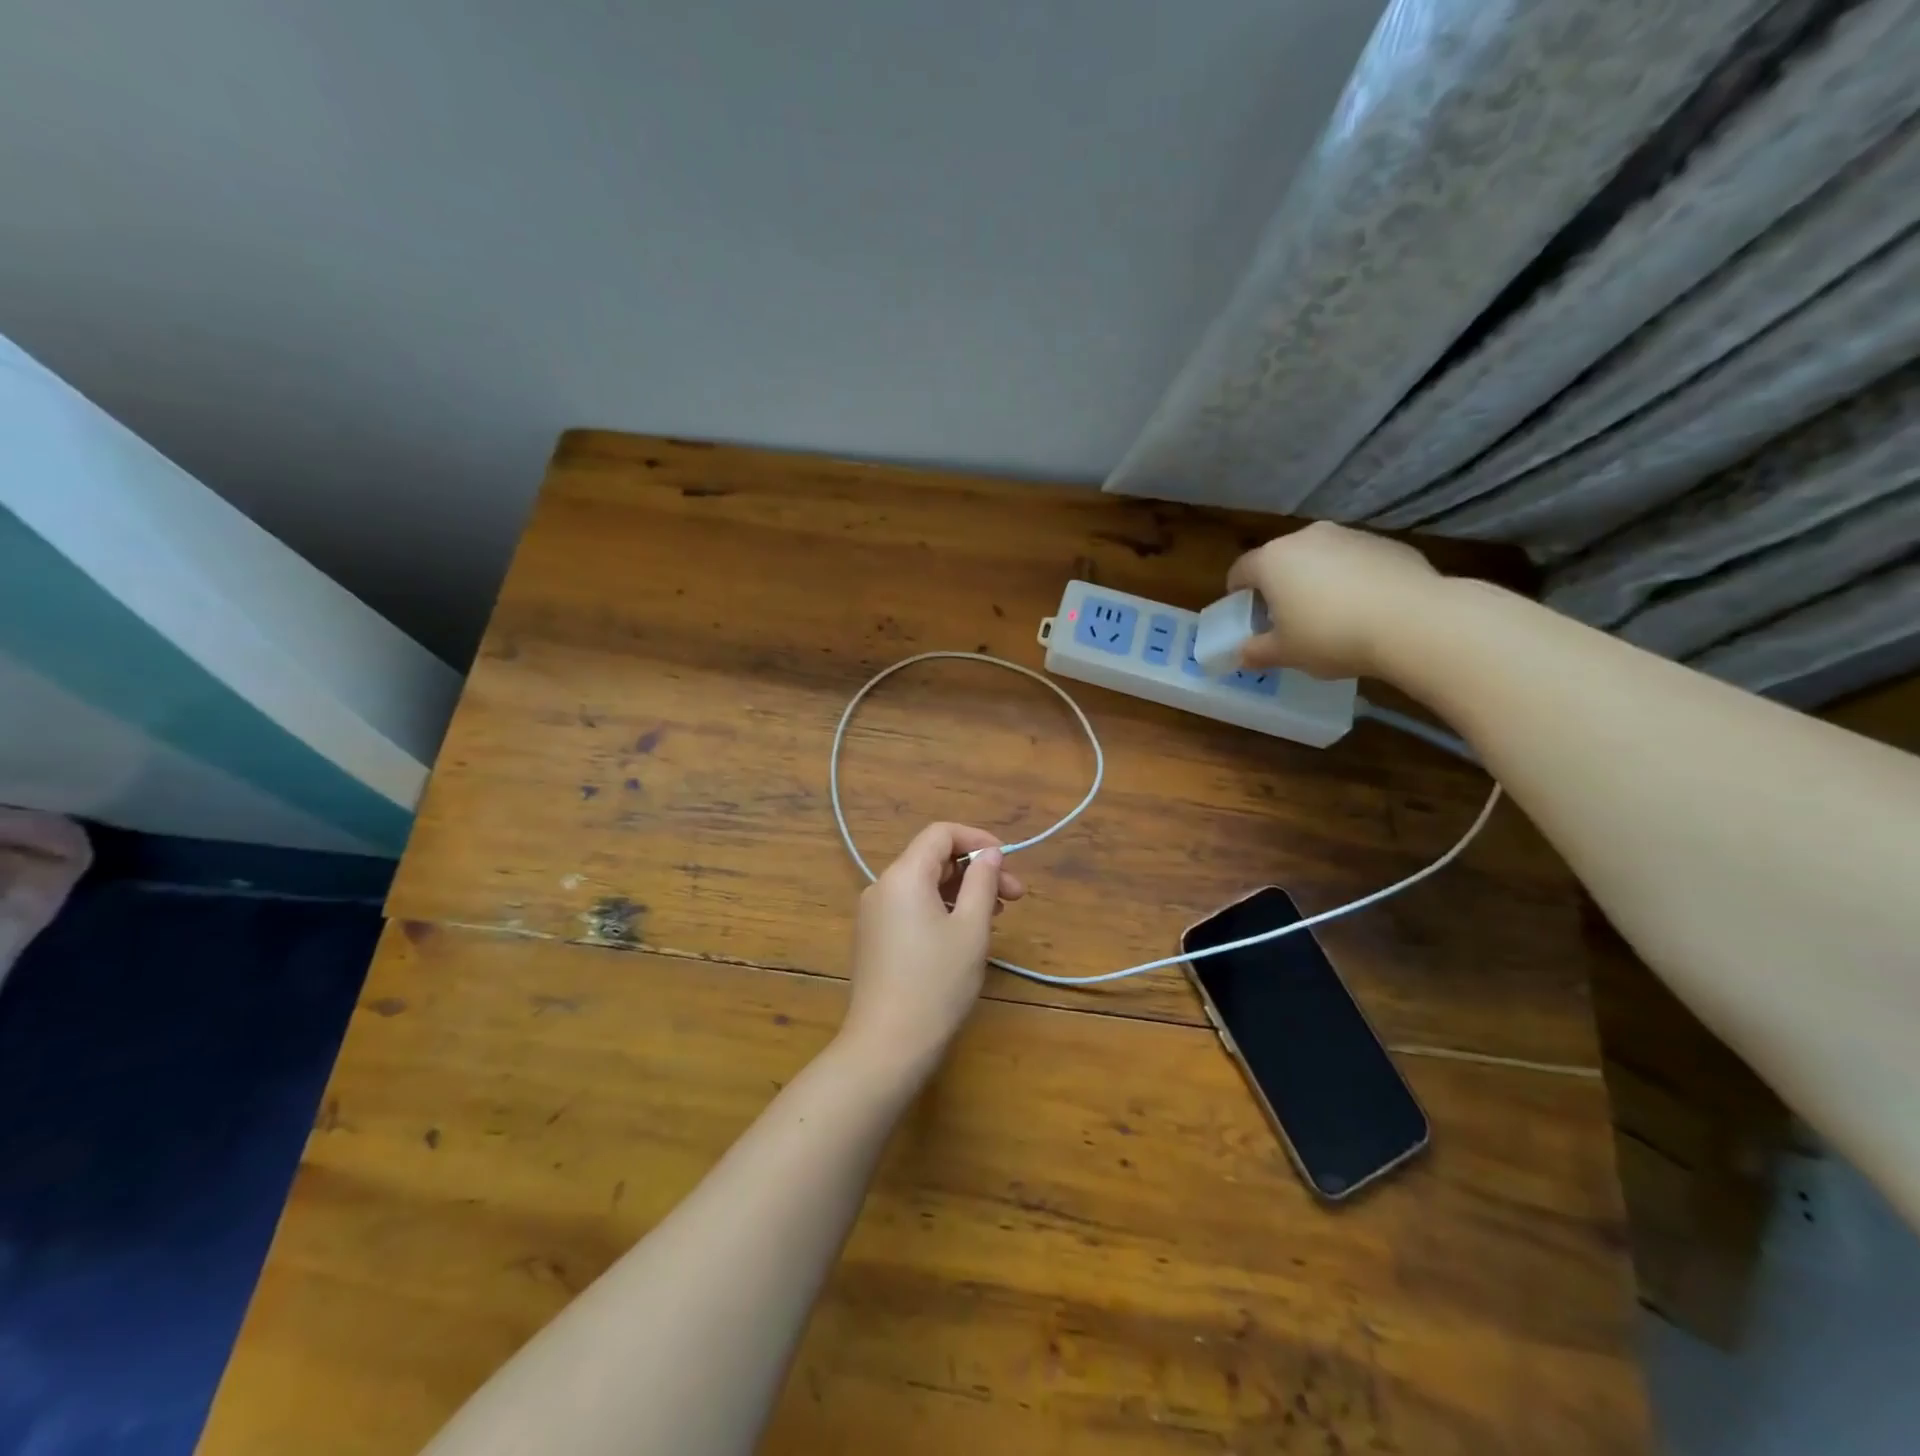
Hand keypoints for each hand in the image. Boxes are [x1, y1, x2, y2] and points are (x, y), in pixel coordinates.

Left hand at [840, 822, 1025, 1075]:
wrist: (887, 1045)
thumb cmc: (936, 983)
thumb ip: (983, 882)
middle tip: (1015, 897)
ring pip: (924, 886)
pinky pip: (911, 908)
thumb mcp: (971, 929)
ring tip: (996, 917)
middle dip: (975, 870)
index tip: (1007, 863)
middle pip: (932, 859)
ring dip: (962, 892)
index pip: (940, 834)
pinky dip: (941, 910)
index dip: (977, 840)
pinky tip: (965, 935)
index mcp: (903, 876)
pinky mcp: (874, 939)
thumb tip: (989, 854)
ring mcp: (874, 914)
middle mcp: (882, 887)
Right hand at [1227, 522, 1442, 678]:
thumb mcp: (1285, 653)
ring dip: (1316, 580)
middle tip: (1285, 618)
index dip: (1237, 594)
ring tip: (1330, 615)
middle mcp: (1307, 538)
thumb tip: (1243, 654)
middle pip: (1281, 560)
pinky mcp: (1386, 543)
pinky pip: (1355, 562)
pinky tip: (1365, 609)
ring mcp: (1349, 536)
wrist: (1412, 621)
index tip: (1245, 615)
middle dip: (1278, 585)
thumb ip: (1257, 652)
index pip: (1240, 571)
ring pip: (1320, 557)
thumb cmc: (1330, 636)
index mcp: (1272, 560)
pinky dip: (1352, 580)